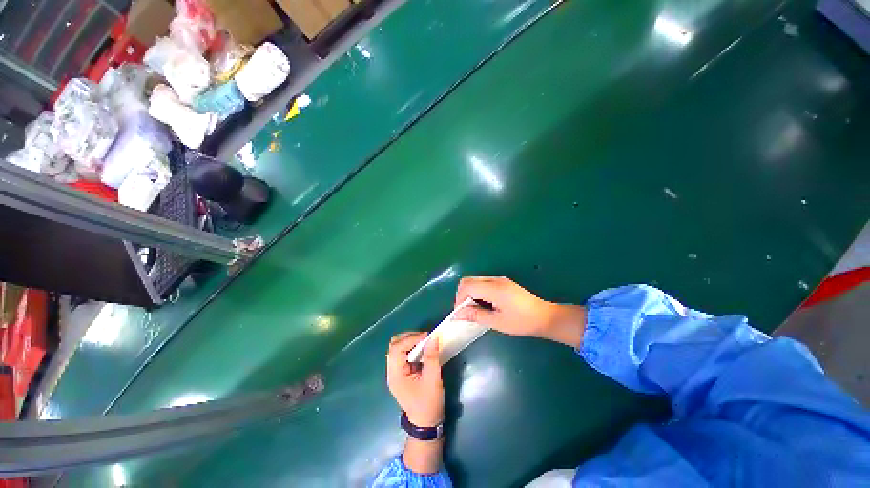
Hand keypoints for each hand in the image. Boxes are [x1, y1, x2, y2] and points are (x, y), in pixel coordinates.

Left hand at [386, 332, 443, 426]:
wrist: (426, 424)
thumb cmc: (429, 403)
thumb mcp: (433, 379)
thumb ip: (432, 356)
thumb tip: (433, 337)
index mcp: (396, 375)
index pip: (397, 348)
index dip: (411, 338)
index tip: (426, 336)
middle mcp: (391, 371)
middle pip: (394, 345)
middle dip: (409, 337)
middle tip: (425, 337)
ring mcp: (395, 372)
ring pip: (397, 348)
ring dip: (410, 341)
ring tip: (424, 341)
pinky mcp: (401, 373)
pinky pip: (402, 354)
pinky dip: (411, 347)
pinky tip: (421, 349)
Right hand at [453, 276, 585, 347]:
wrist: (544, 316)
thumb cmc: (521, 322)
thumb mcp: (497, 322)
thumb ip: (475, 315)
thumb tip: (457, 314)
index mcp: (493, 288)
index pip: (467, 286)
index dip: (459, 299)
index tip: (461, 313)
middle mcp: (494, 279)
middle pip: (468, 280)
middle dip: (462, 295)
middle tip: (466, 311)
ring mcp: (499, 279)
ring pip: (475, 280)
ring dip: (470, 293)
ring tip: (475, 309)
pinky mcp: (502, 282)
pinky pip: (483, 282)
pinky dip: (477, 291)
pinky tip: (484, 304)